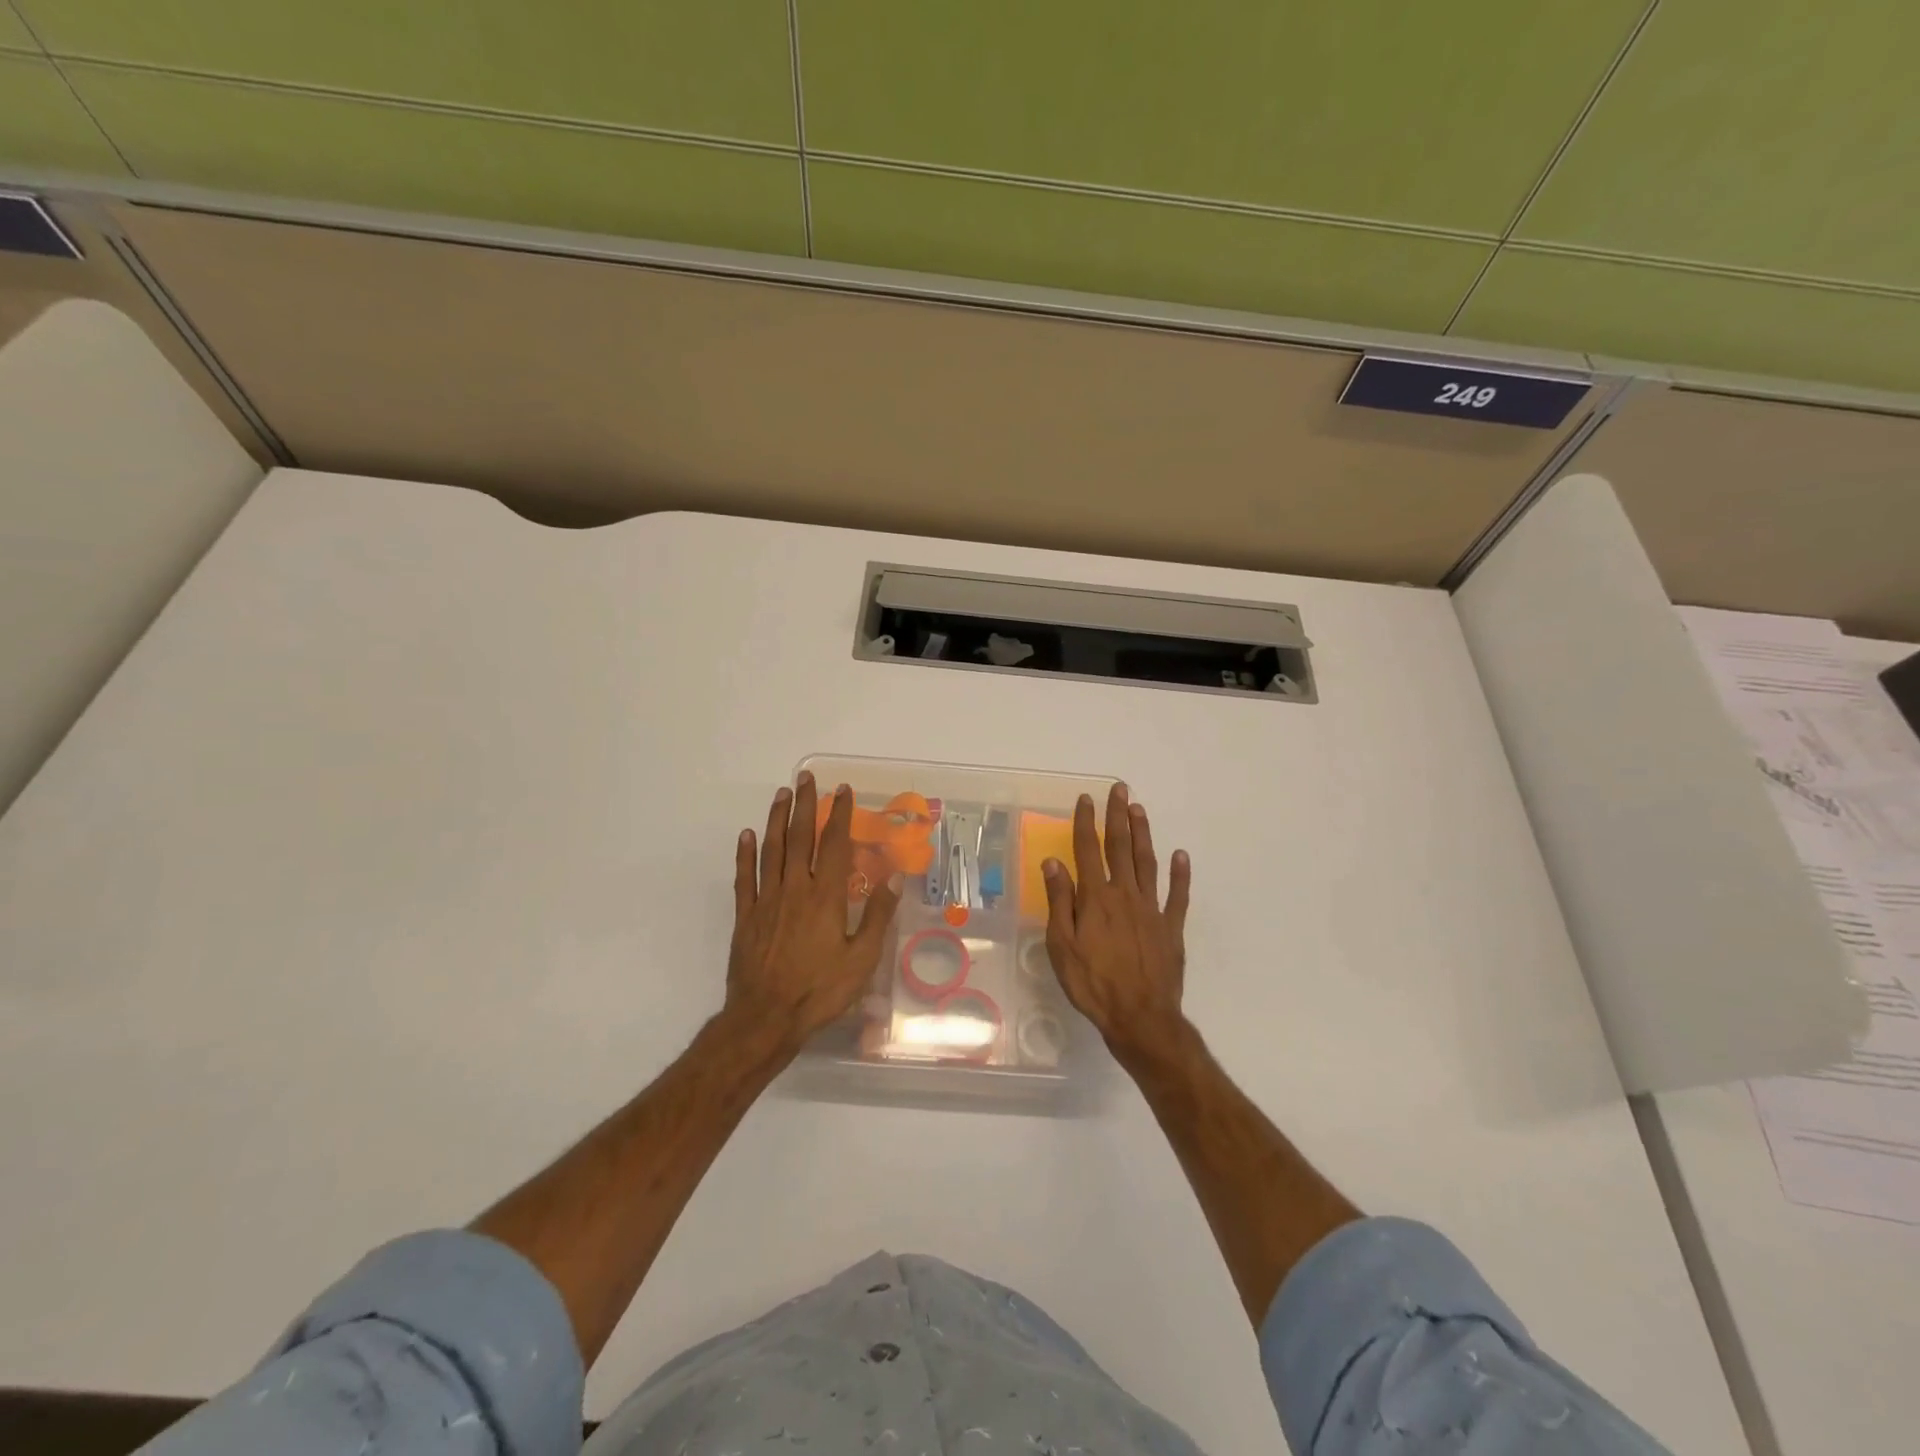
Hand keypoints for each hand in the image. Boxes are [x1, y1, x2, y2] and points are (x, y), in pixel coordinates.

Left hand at [726, 772, 901, 1051]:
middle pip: (799, 838)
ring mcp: (766, 900)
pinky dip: (745, 853)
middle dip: (804, 805)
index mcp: (825, 896)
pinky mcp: (746, 916)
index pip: (833, 844)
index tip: (842, 791)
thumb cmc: (820, 991)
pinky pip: (745, 877)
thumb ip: (876, 914)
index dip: (839, 815)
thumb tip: (894, 875)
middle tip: (805, 778)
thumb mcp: (861, 958)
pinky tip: (747, 835)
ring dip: (777, 819)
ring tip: (781, 794)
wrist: (765, 1018)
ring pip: (771, 850)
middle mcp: (794, 889)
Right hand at [1042, 784, 1190, 1057]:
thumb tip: (1054, 862)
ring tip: (1139, 810)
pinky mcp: (1171, 928)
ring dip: (1143, 834)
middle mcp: (1125, 895)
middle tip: (1120, 789)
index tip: (1087, 799)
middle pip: (1121, 848)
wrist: (1140, 1017)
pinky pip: (1177, 895)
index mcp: (1096, 898)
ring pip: (1147, 863)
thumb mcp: (1062, 946)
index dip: (1087, 822)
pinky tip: (1180, 855)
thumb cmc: (1092, 983)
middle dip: (1118, 816)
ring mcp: (1152, 909)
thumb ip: (1060, 901)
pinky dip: (1180, 874)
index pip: (1088, 850)